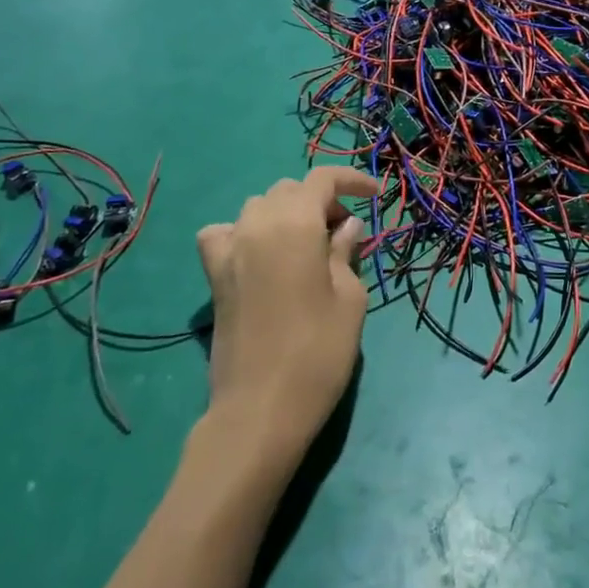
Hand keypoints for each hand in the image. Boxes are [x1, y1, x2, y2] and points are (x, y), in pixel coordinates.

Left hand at [195, 168, 379, 459]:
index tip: (374, 195)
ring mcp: (230, 249)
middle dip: (320, 200)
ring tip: (308, 244)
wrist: (260, 409)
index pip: (322, 179)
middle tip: (344, 231)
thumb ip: (345, 252)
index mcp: (295, 223)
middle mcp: (257, 224)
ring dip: (286, 213)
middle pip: (289, 190)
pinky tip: (259, 255)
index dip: (351, 179)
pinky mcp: (214, 276)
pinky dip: (244, 232)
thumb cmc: (319, 351)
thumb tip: (345, 226)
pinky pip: (224, 233)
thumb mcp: (349, 298)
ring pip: (259, 206)